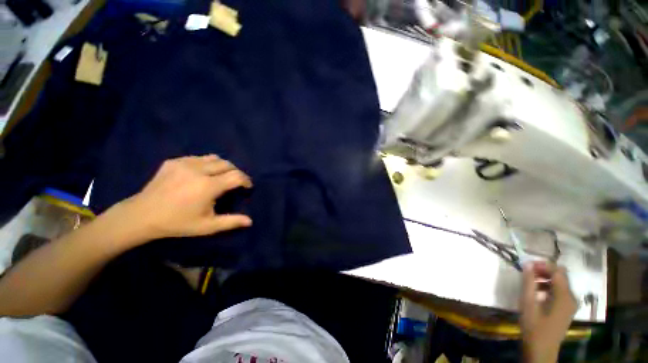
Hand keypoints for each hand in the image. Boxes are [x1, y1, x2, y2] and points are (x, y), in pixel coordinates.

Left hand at [112, 155, 252, 244]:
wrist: (141, 215)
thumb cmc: (177, 223)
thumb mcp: (207, 226)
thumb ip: (231, 222)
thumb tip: (250, 221)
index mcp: (208, 186)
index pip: (237, 176)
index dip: (246, 180)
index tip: (247, 187)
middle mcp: (199, 170)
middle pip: (227, 164)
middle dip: (236, 172)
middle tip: (235, 182)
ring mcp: (185, 163)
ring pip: (214, 158)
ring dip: (222, 166)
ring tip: (220, 176)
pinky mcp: (174, 161)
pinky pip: (198, 158)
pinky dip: (206, 164)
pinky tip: (201, 174)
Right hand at [521, 262, 576, 362]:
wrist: (541, 349)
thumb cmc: (534, 326)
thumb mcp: (528, 303)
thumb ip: (528, 282)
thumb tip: (528, 264)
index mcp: (564, 296)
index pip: (558, 271)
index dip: (543, 264)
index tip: (527, 264)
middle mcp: (571, 297)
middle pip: (561, 276)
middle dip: (544, 270)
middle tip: (527, 272)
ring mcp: (570, 304)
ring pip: (560, 283)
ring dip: (545, 278)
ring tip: (530, 281)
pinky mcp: (566, 309)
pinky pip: (560, 291)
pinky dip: (548, 287)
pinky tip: (537, 292)